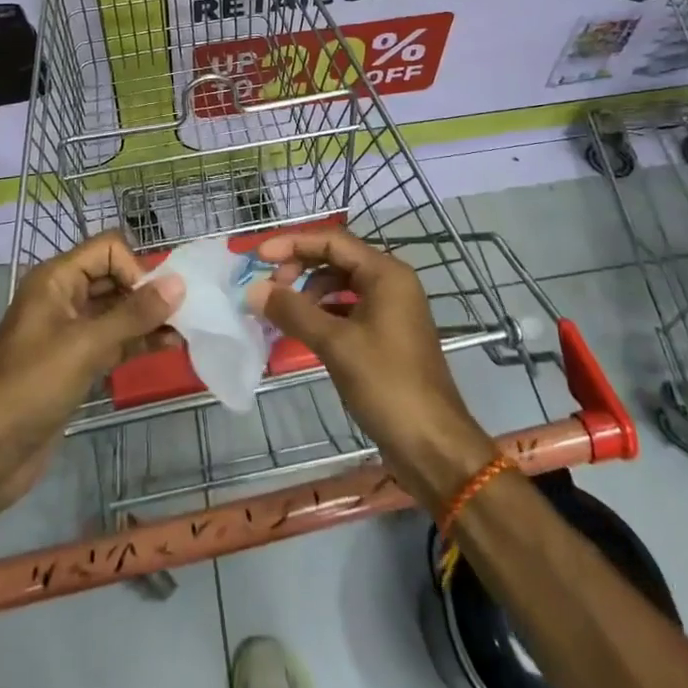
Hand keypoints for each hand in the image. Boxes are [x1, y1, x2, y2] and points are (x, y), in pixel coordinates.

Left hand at [0, 233, 184, 523]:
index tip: (155, 302)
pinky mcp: (75, 362)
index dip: (135, 268)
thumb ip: (134, 314)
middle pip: (114, 277)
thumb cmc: (30, 388)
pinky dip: (138, 341)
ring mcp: (68, 331)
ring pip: (116, 311)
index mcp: (55, 279)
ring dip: (148, 318)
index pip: (108, 249)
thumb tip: (178, 283)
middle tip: (182, 315)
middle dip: (147, 292)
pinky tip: (168, 348)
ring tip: (184, 332)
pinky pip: (113, 340)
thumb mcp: (85, 346)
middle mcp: (63, 297)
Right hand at [246, 228, 496, 509]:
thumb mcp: (335, 344)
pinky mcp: (387, 336)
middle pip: (337, 259)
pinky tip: (303, 331)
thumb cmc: (387, 385)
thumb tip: (253, 290)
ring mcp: (391, 310)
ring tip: (283, 313)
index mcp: (386, 273)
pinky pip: (349, 310)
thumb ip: (293, 312)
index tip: (259, 258)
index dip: (293, 244)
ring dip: (310, 292)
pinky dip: (324, 314)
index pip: (332, 241)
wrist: (433, 446)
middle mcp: (391, 283)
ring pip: (342, 285)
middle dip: (300, 267)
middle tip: (269, 289)